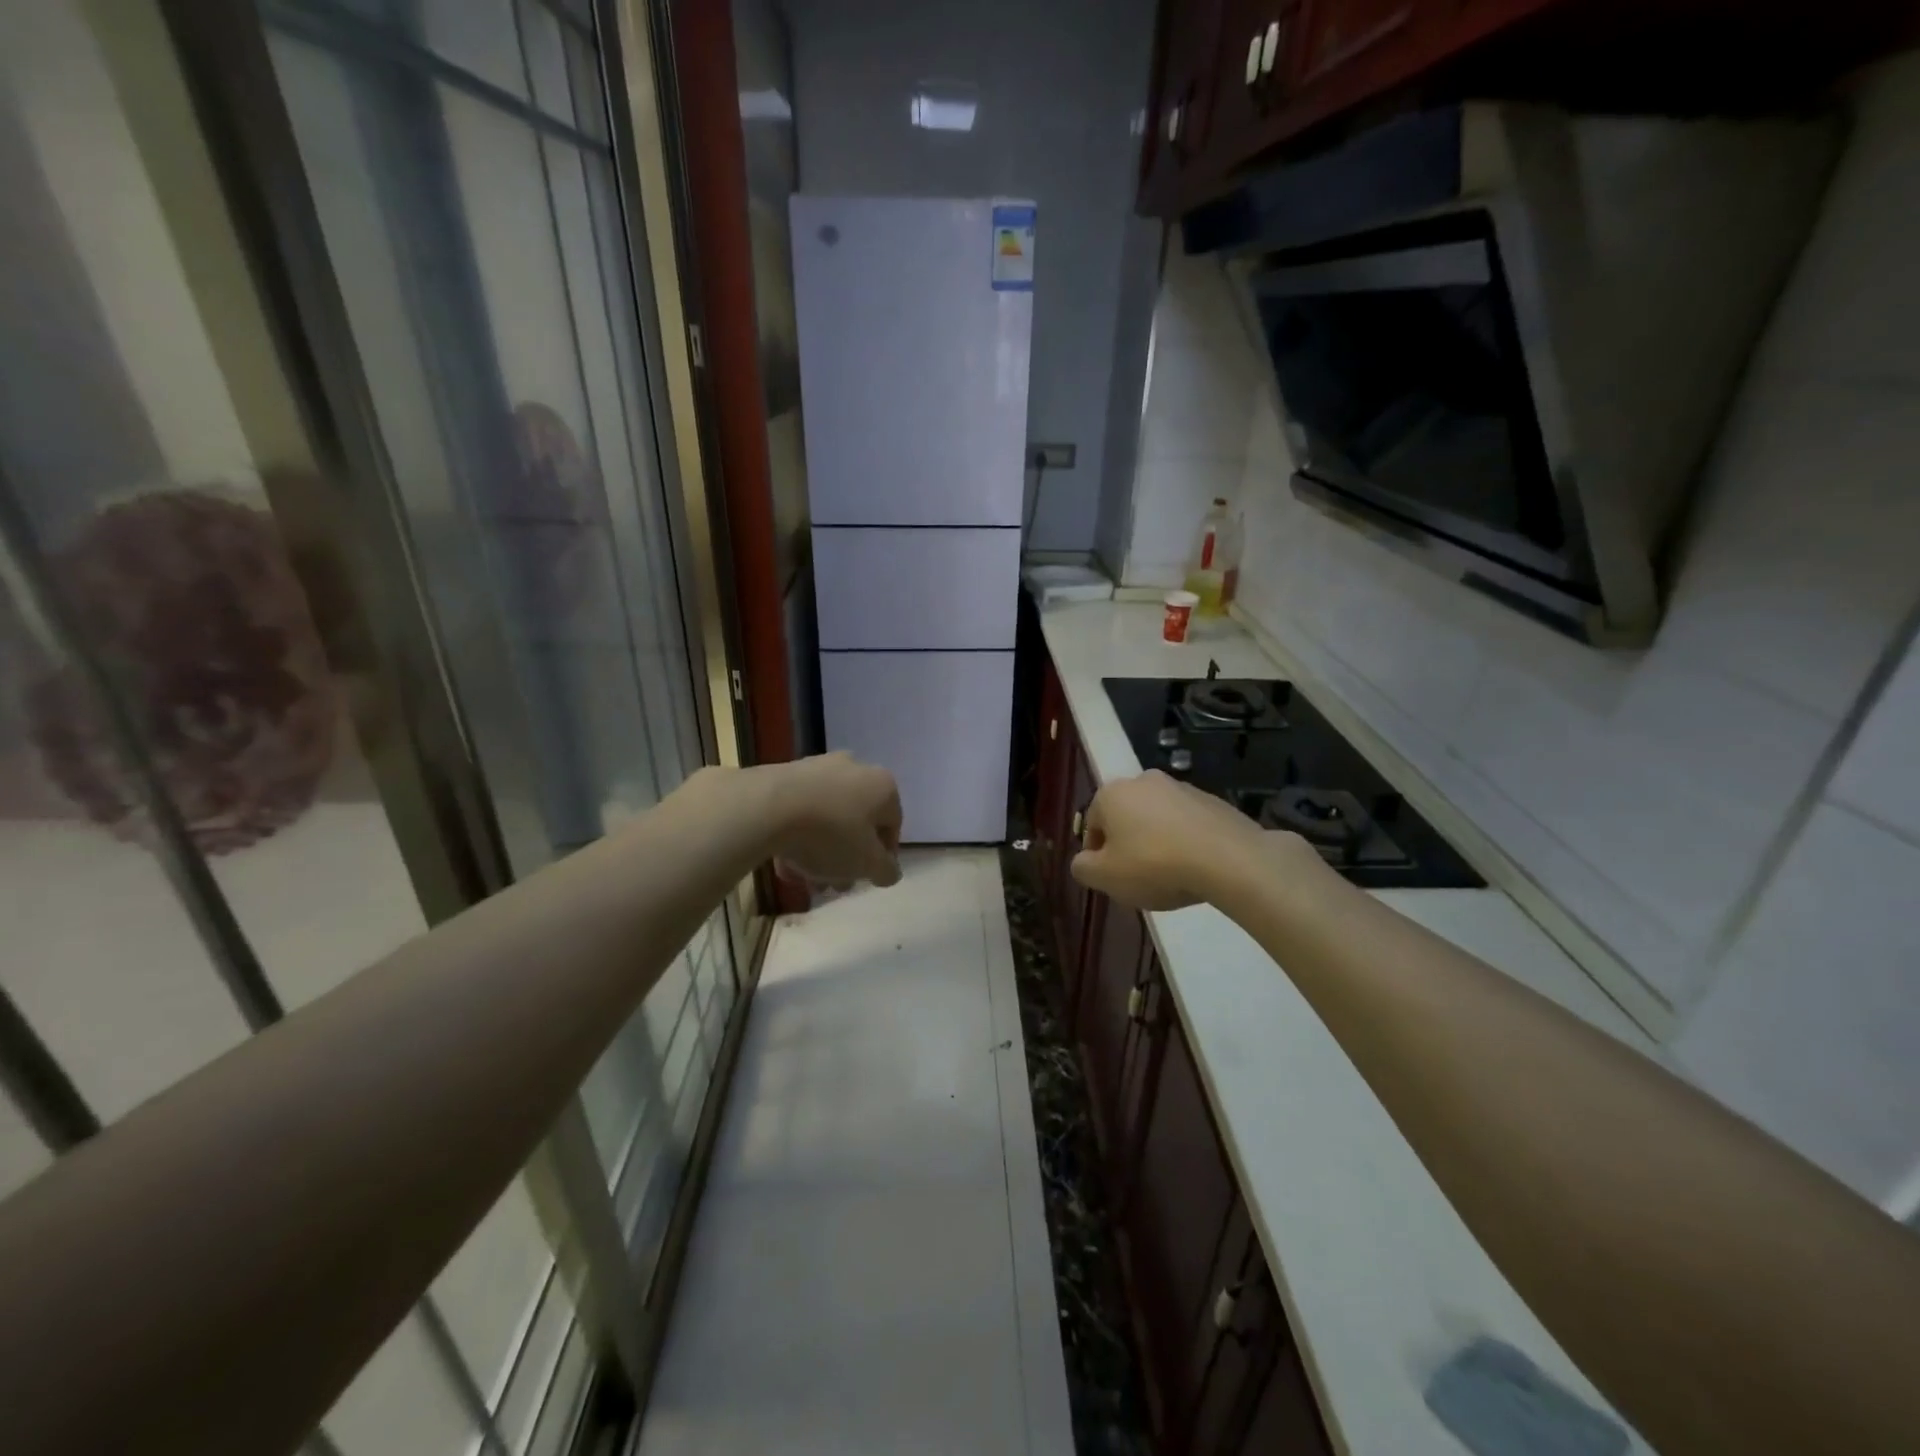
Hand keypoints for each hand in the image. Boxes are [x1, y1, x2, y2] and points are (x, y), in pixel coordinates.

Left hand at [761, 752, 902, 890]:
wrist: (768, 807)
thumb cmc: (831, 834)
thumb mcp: (868, 864)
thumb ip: (886, 870)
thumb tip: (889, 871)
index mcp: (883, 786)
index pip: (893, 826)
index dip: (882, 858)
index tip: (865, 880)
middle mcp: (856, 769)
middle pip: (857, 823)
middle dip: (847, 858)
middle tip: (833, 884)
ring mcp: (818, 769)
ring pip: (827, 818)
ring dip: (820, 852)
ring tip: (804, 880)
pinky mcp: (786, 774)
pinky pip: (800, 811)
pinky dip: (797, 836)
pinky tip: (784, 863)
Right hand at [1071, 770, 1277, 910]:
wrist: (1228, 859)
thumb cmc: (1154, 865)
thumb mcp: (1105, 878)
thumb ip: (1083, 868)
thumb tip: (1084, 861)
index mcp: (1111, 794)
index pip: (1092, 825)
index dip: (1097, 855)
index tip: (1111, 879)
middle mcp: (1143, 781)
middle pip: (1125, 818)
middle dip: (1127, 845)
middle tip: (1138, 877)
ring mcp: (1181, 787)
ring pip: (1157, 819)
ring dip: (1157, 841)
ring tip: (1170, 875)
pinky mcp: (1213, 800)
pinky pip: (1187, 823)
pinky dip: (1185, 840)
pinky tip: (1195, 867)